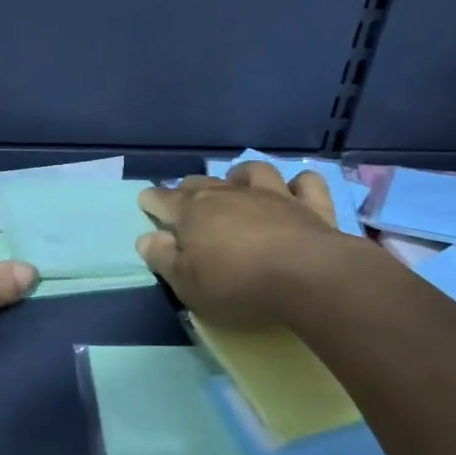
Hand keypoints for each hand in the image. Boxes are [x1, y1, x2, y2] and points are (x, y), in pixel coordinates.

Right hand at [136, 161, 347, 326]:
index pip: (164, 199)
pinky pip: (305, 182)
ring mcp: (272, 195)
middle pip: (202, 183)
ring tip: (237, 183)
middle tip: (186, 198)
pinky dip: (298, 183)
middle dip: (189, 188)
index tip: (145, 200)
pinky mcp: (310, 205)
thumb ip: (163, 259)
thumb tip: (146, 238)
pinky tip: (295, 190)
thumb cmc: (236, 282)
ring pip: (252, 171)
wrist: (305, 276)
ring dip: (241, 175)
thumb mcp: (187, 283)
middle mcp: (229, 194)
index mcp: (194, 212)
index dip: (152, 199)